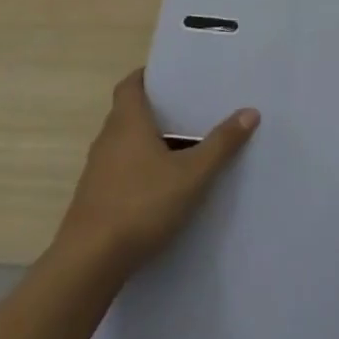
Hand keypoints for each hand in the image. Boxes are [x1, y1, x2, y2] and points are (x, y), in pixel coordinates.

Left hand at [57, 70, 258, 274]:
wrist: (89, 263)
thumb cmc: (141, 205)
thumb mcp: (192, 175)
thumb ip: (221, 144)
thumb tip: (250, 111)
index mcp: (127, 122)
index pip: (131, 84)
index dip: (148, 75)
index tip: (172, 76)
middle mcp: (108, 139)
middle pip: (129, 112)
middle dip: (157, 110)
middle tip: (190, 109)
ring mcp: (97, 170)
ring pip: (125, 144)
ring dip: (149, 142)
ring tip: (183, 147)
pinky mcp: (94, 198)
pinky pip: (120, 170)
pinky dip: (140, 169)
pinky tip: (163, 187)